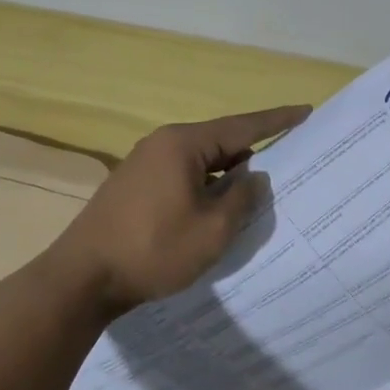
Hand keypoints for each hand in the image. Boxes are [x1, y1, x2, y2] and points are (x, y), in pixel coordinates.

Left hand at [50, 104, 311, 313]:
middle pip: (221, 142)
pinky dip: (207, 187)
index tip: (306, 111)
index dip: (277, 120)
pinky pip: (183, 177)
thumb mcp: (213, 229)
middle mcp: (163, 144)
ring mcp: (144, 164)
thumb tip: (255, 177)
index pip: (242, 126)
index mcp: (184, 144)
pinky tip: (220, 207)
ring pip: (201, 162)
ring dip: (229, 175)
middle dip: (255, 152)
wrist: (83, 278)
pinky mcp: (135, 187)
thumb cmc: (154, 249)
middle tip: (290, 160)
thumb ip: (243, 197)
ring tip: (260, 190)